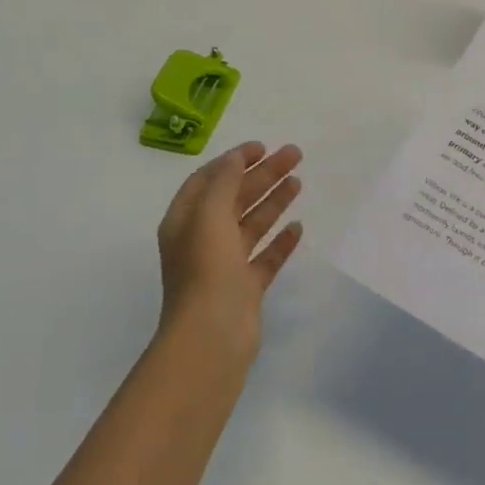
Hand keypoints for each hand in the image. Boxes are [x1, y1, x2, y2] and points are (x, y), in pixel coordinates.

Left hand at [156, 141, 304, 358]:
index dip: (233, 161)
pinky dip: (280, 241)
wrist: (212, 336)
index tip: (262, 147)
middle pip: (234, 198)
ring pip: (251, 224)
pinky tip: (298, 227)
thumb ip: (223, 182)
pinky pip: (265, 257)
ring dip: (273, 201)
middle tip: (294, 155)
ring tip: (298, 182)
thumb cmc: (206, 270)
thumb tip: (235, 159)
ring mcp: (224, 266)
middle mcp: (202, 240)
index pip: (207, 180)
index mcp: (185, 221)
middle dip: (262, 175)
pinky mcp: (245, 288)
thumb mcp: (209, 215)